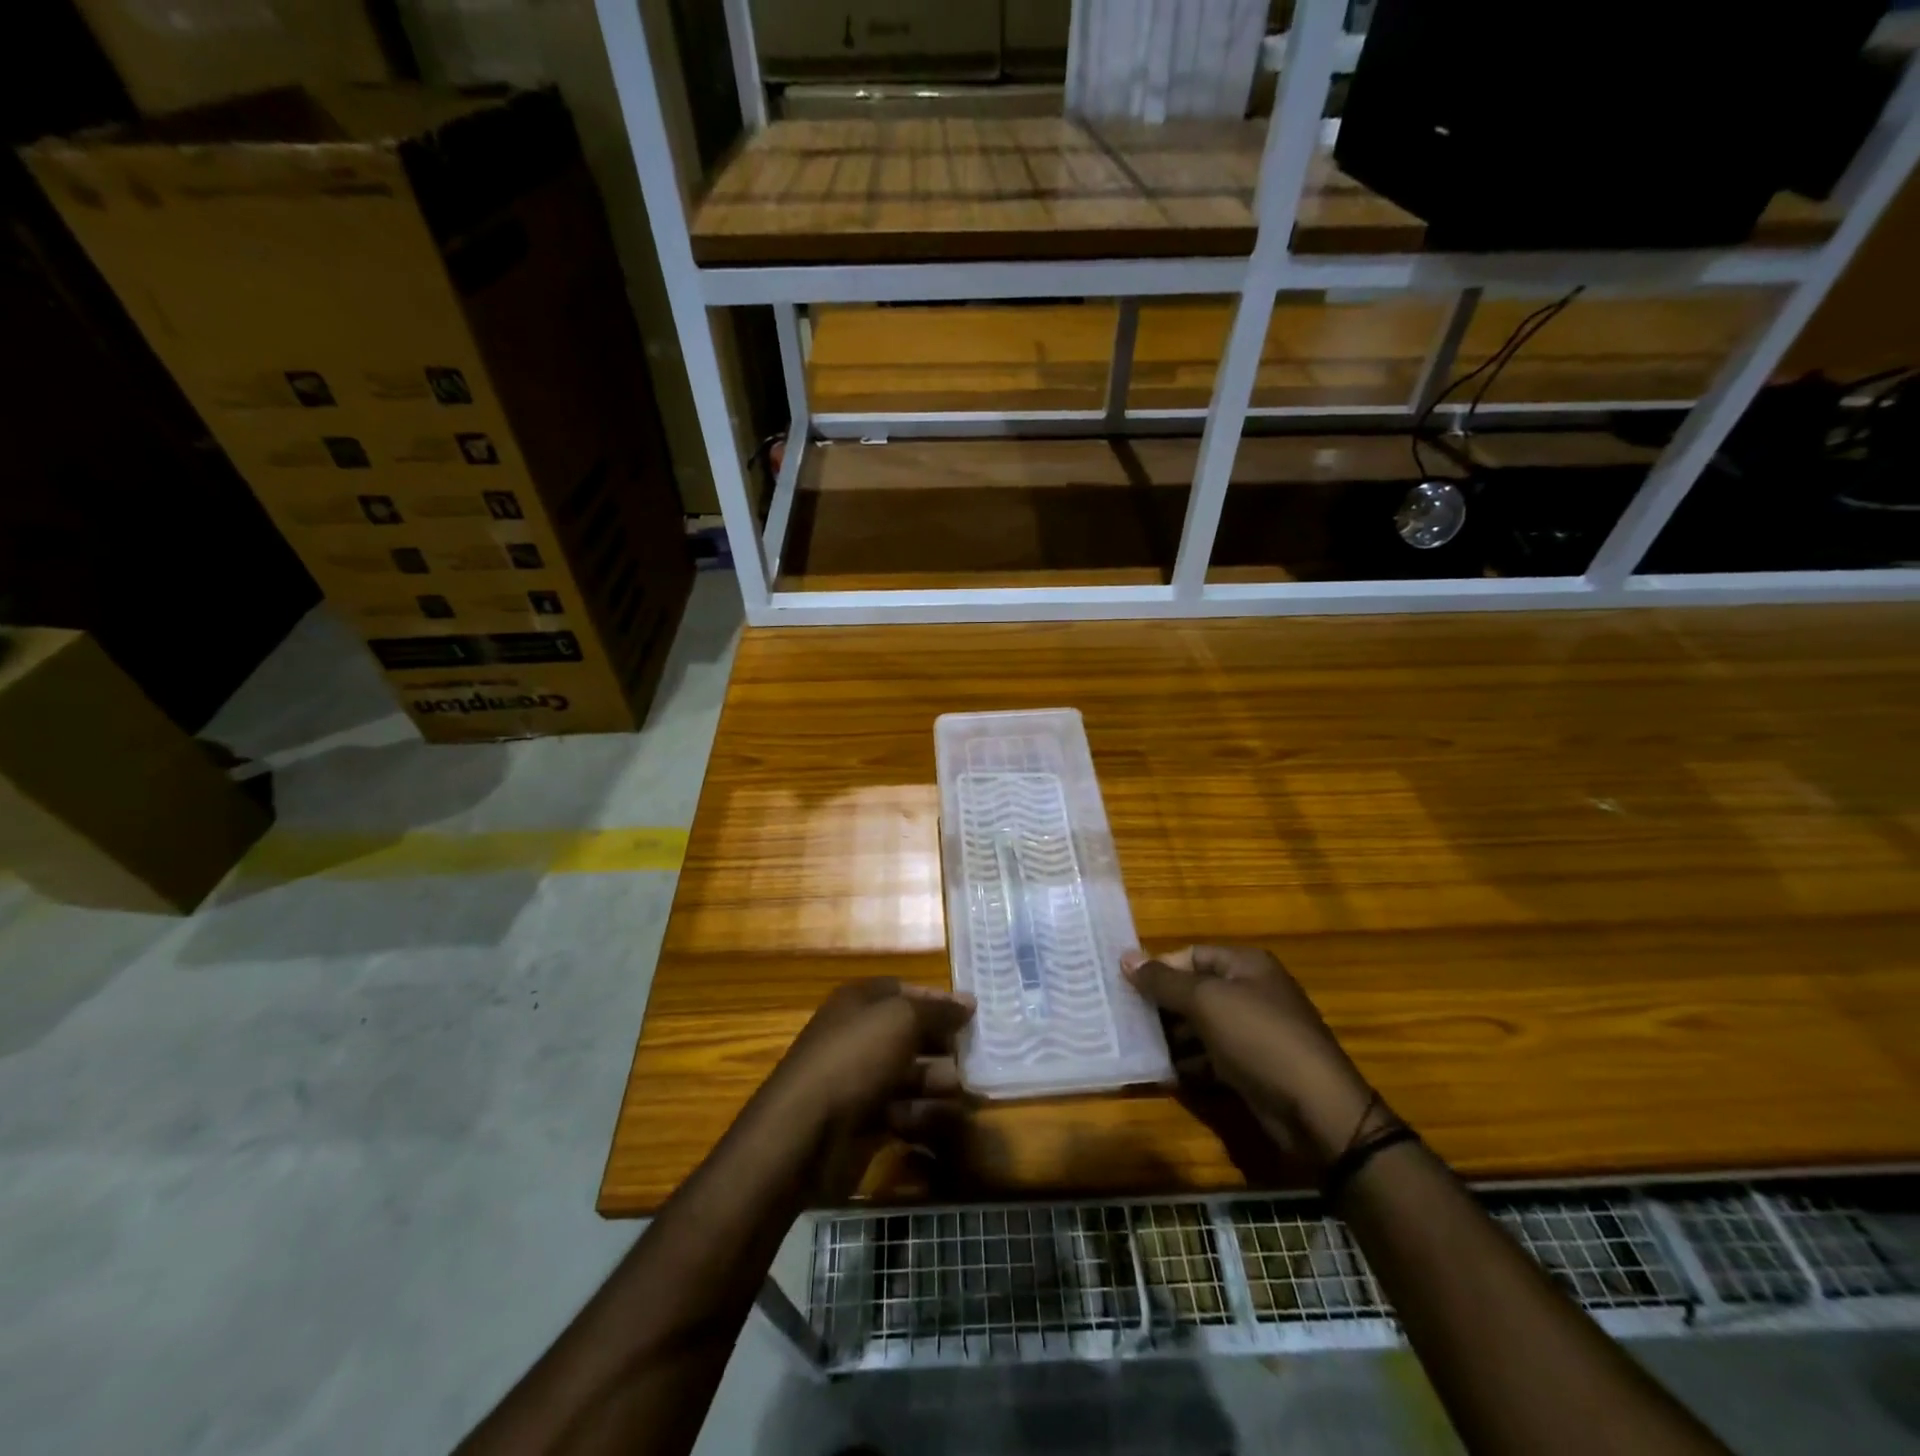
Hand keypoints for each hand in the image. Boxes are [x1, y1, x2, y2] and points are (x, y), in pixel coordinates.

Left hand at [757, 979, 974, 1199]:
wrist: (805, 1131)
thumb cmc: (855, 1058)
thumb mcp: (901, 1019)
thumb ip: (938, 1010)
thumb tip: (968, 1002)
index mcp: (859, 1002)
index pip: (904, 991)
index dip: (937, 999)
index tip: (972, 1013)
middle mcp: (858, 1035)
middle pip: (909, 1033)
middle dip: (943, 1043)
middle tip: (977, 1055)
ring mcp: (859, 1079)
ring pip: (909, 1074)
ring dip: (938, 1080)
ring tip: (966, 1089)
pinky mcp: (862, 1119)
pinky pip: (902, 1110)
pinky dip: (924, 1113)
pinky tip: (945, 1117)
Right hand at [1124, 945, 1388, 1172]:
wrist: (1317, 1110)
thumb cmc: (1259, 1039)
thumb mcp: (1206, 1002)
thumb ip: (1163, 981)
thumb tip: (1125, 957)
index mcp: (1246, 965)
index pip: (1192, 955)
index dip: (1160, 968)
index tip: (1126, 987)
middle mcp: (1251, 992)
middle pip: (1194, 991)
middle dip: (1162, 1006)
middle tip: (1125, 1020)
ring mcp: (1254, 1032)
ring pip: (1201, 1026)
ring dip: (1172, 1038)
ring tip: (1139, 1048)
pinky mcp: (1254, 1068)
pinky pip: (1212, 1057)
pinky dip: (1190, 1064)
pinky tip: (1167, 1074)